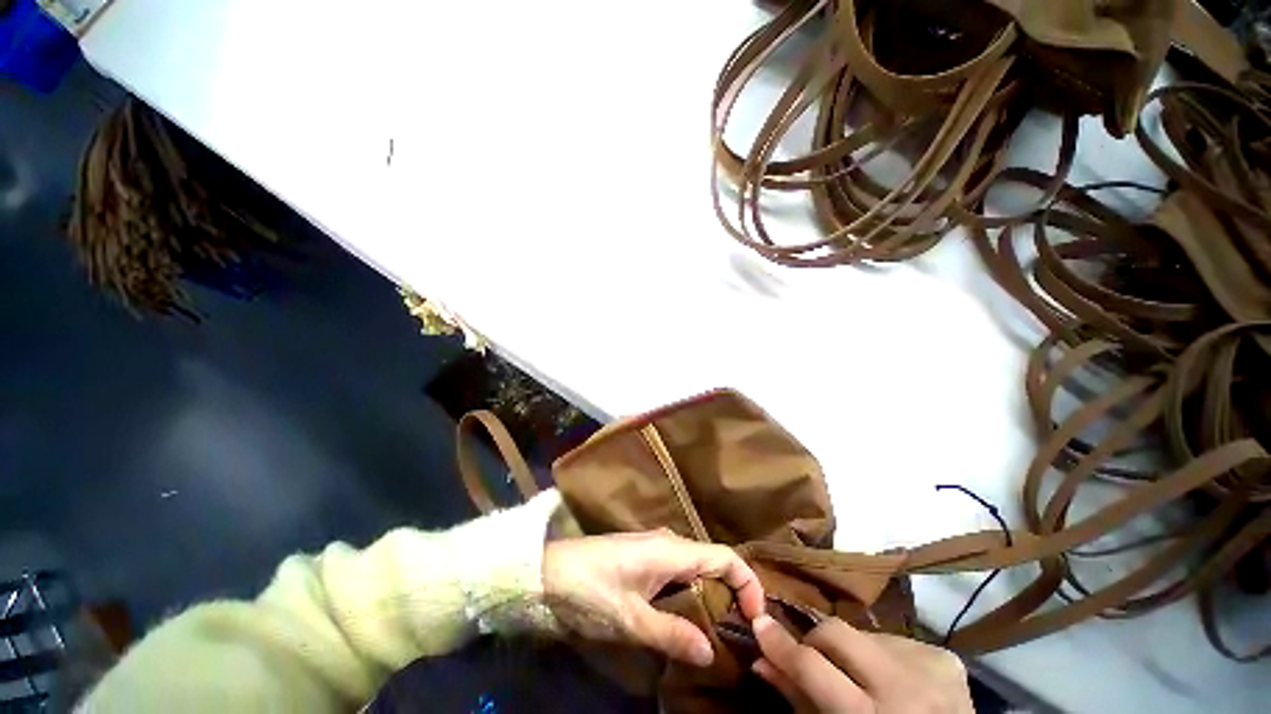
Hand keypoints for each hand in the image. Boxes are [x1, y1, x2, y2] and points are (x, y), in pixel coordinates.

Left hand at [542, 529, 764, 666]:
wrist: (532, 575)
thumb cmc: (584, 591)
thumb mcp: (629, 620)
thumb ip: (672, 636)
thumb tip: (710, 655)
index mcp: (671, 551)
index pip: (728, 559)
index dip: (749, 584)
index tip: (755, 616)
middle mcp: (665, 546)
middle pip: (712, 566)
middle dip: (730, 595)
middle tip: (737, 629)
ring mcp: (647, 554)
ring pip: (692, 574)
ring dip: (707, 599)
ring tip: (714, 631)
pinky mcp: (632, 565)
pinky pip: (672, 579)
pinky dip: (685, 598)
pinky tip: (680, 621)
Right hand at [752, 615, 972, 712]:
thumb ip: (799, 700)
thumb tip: (763, 663)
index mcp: (864, 713)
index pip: (812, 665)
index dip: (779, 644)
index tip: (759, 624)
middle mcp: (900, 682)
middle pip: (840, 633)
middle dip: (816, 640)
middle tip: (809, 657)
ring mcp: (930, 663)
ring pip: (871, 636)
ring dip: (855, 653)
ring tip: (862, 680)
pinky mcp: (948, 655)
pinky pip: (903, 642)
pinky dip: (887, 658)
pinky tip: (894, 681)